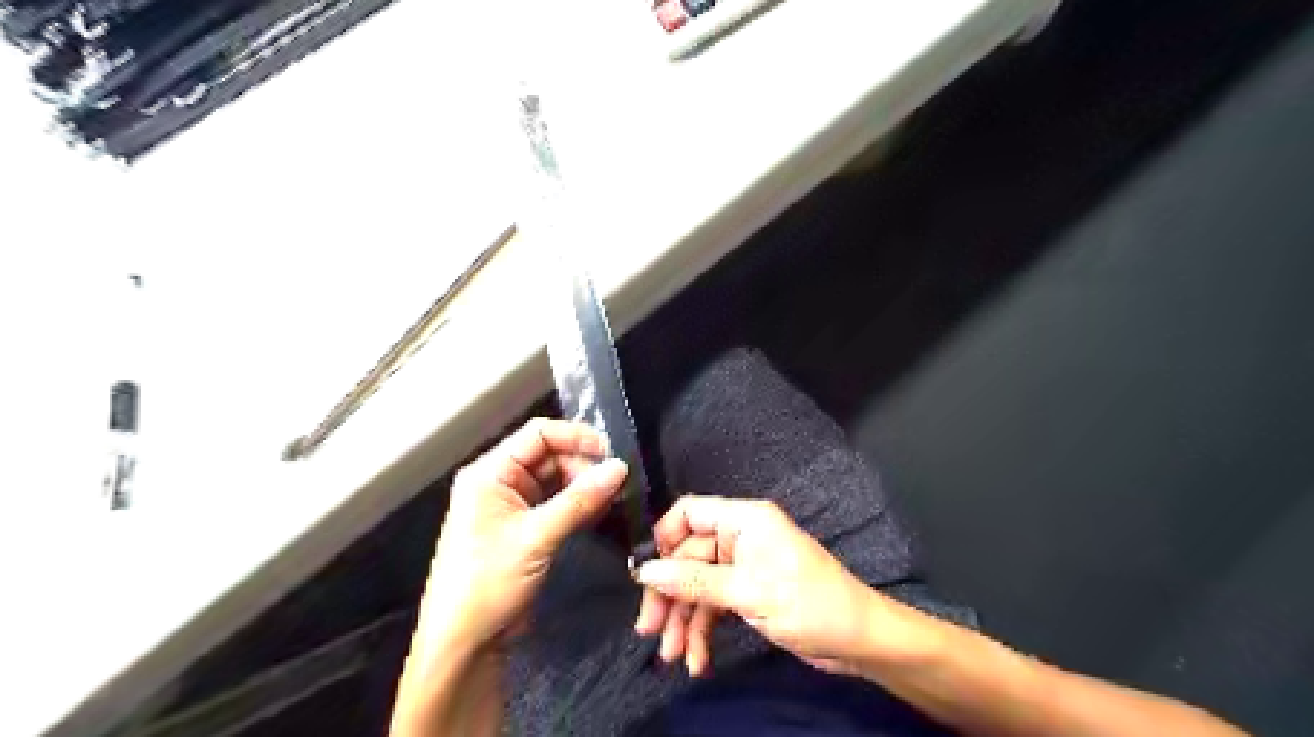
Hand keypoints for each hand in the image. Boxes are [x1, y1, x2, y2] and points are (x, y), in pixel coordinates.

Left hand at [422, 420, 624, 649]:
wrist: (464, 644)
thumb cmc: (488, 584)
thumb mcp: (536, 538)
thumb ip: (580, 500)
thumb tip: (620, 467)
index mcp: (489, 473)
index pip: (538, 434)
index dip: (575, 437)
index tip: (610, 453)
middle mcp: (499, 481)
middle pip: (550, 455)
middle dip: (583, 466)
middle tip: (615, 484)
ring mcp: (512, 505)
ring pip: (556, 479)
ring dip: (584, 486)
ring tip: (614, 497)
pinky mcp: (524, 527)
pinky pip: (556, 503)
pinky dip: (578, 504)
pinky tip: (601, 511)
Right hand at [633, 494, 870, 678]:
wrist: (858, 640)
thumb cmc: (808, 603)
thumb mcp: (747, 592)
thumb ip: (694, 581)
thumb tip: (646, 572)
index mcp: (743, 520)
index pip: (688, 514)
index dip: (663, 540)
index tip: (644, 575)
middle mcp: (740, 537)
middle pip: (688, 557)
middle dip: (669, 595)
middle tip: (649, 630)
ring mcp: (744, 566)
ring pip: (698, 586)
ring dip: (683, 620)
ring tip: (673, 656)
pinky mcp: (749, 592)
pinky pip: (714, 605)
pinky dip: (703, 630)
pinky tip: (697, 659)